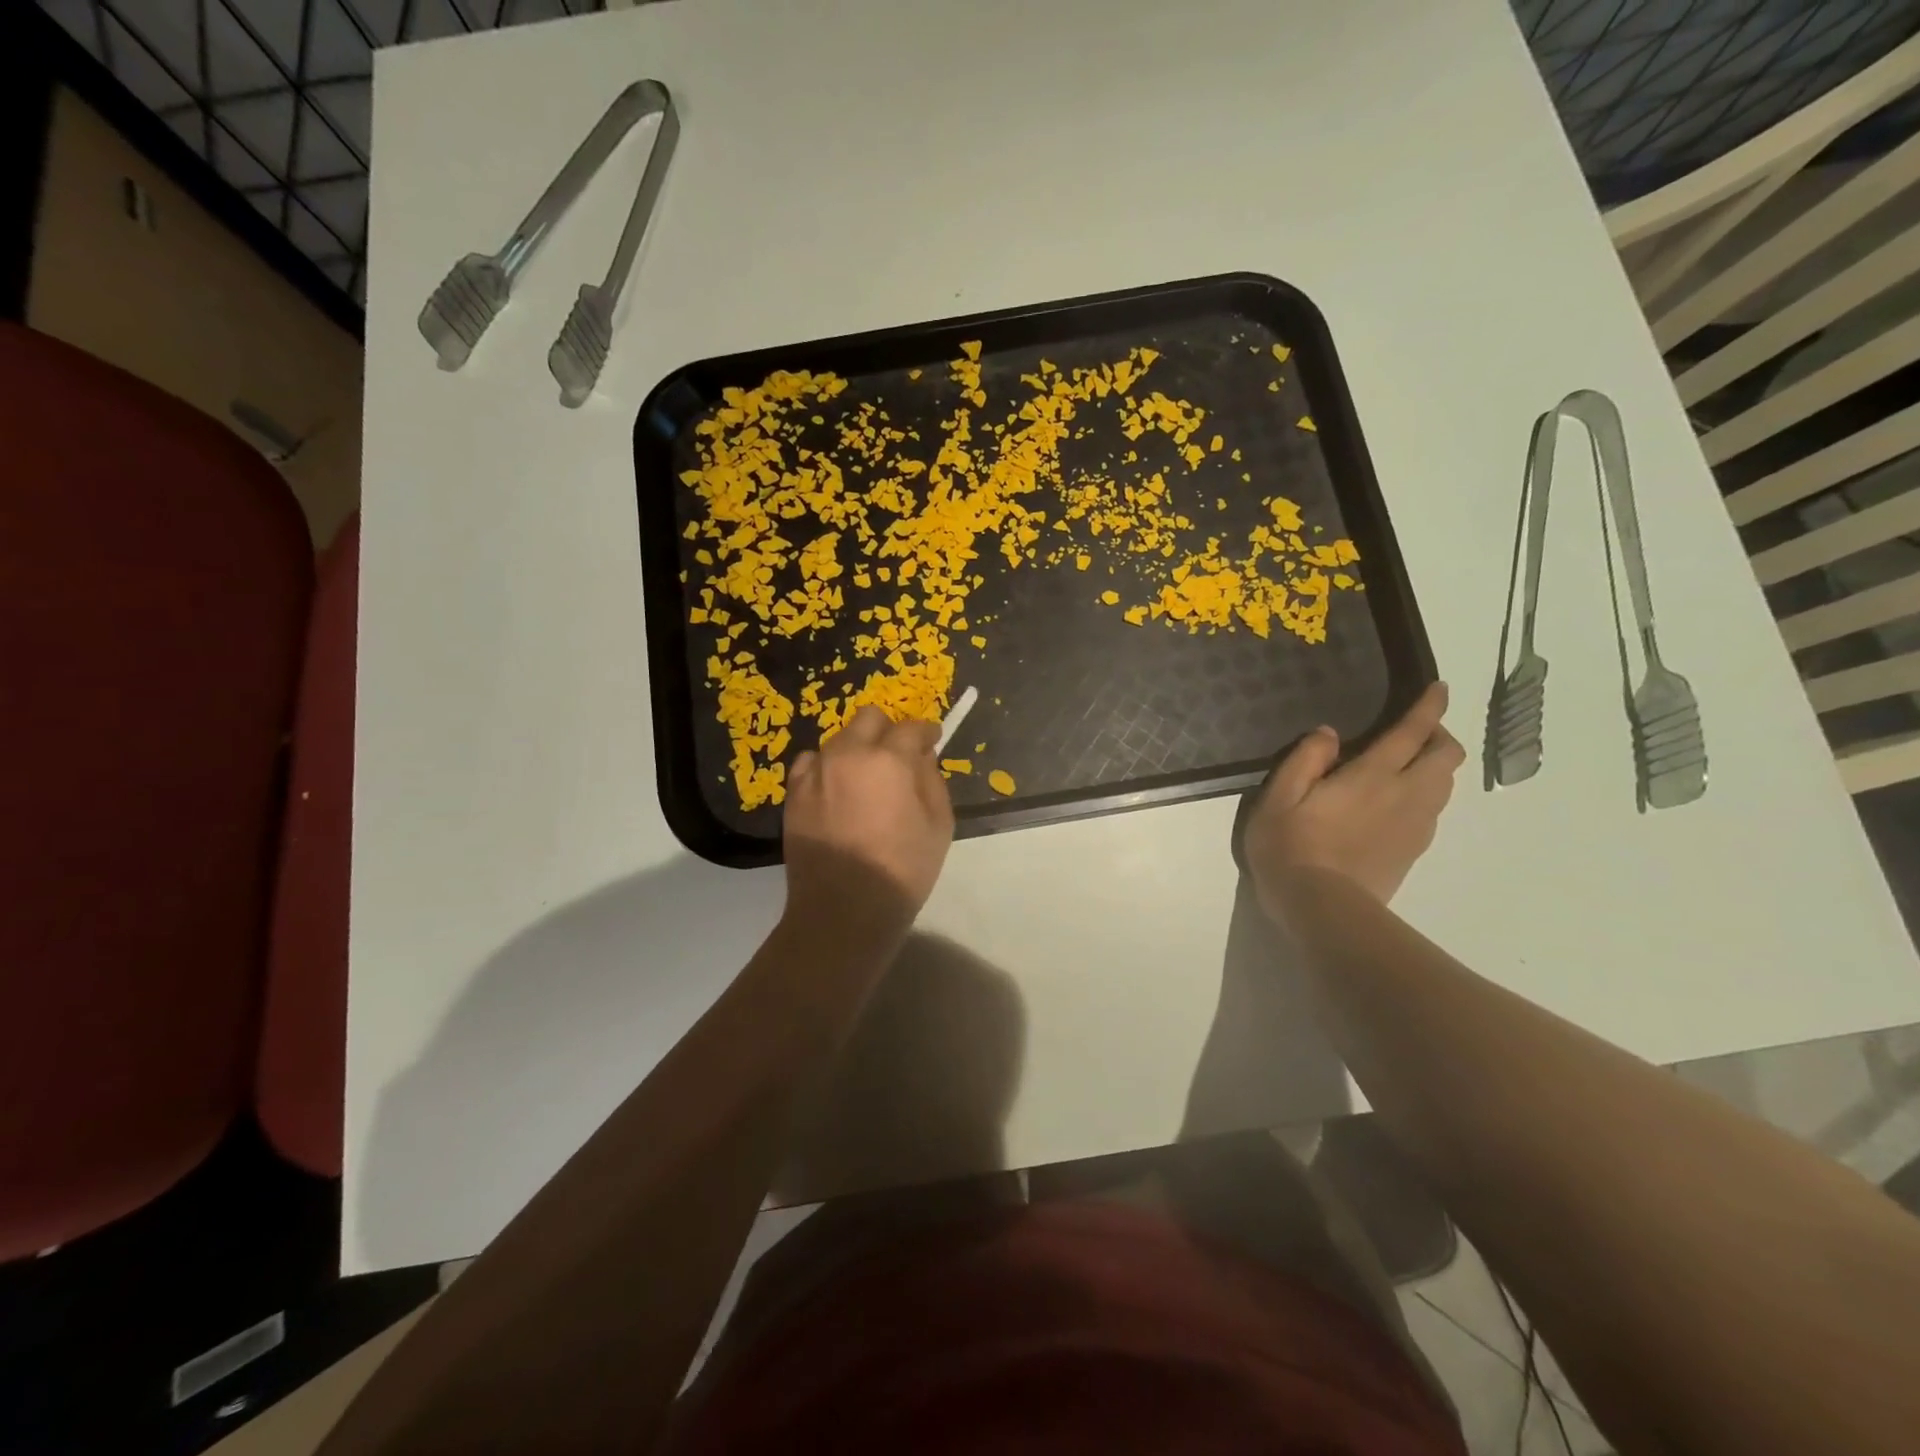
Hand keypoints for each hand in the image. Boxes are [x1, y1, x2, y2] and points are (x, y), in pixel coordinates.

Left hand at [781, 705, 954, 950]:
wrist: (843, 909)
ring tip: (865, 776)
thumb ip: (931, 780)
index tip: (931, 741)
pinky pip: (810, 763)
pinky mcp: (793, 792)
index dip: (926, 732)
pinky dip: (826, 767)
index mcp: (889, 759)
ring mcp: (815, 771)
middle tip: (898, 754)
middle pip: (869, 718)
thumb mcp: (939, 825)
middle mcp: (848, 754)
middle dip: (888, 729)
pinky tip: (836, 788)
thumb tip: (921, 757)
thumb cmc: (902, 870)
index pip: (911, 728)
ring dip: (857, 748)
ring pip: (838, 739)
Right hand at [1242, 682, 1464, 919]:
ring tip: (1406, 765)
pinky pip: (1433, 810)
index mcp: (1373, 776)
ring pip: (1445, 784)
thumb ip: (1305, 759)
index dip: (1430, 706)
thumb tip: (1329, 733)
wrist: (1321, 909)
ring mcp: (1415, 826)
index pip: (1413, 732)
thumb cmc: (1290, 847)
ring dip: (1434, 766)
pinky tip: (1395, 803)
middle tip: (1413, 732)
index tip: (1439, 688)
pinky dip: (1425, 794)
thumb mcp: (1279, 798)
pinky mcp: (1413, 851)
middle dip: (1439, 735)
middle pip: (1446, 757)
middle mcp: (1405, 795)